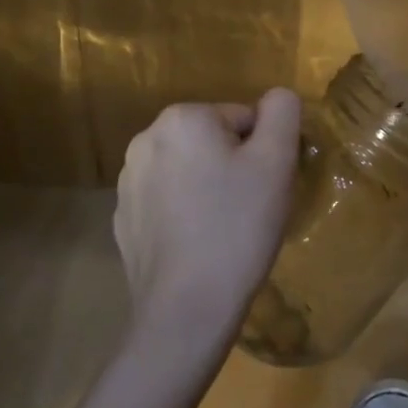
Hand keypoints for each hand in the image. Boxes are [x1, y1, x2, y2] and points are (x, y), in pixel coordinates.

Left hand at [115, 89, 302, 354]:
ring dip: (209, 188)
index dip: (263, 152)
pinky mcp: (124, 219)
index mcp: (183, 118)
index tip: (265, 187)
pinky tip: (199, 245)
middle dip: (234, 167)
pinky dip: (185, 214)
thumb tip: (277, 98)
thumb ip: (282, 112)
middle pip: (213, 141)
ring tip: (224, 229)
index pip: (243, 119)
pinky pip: (168, 202)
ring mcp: (129, 181)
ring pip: (190, 171)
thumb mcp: (277, 160)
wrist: (186, 309)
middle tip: (250, 208)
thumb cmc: (237, 227)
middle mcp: (147, 139)